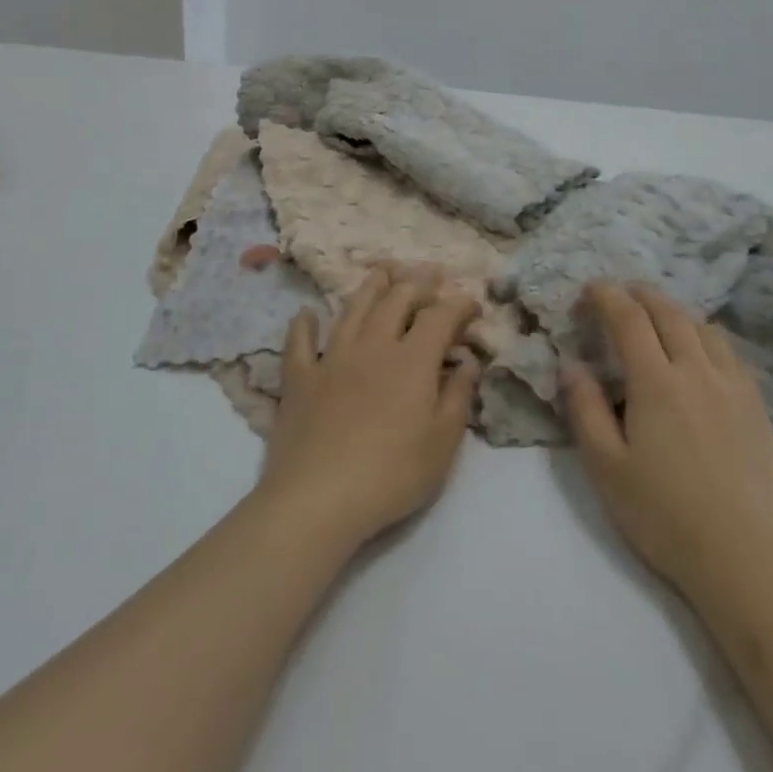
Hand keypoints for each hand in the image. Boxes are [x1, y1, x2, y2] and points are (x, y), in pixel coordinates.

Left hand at [256, 265, 482, 552]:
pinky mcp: (299, 378)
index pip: (441, 316)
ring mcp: (332, 357)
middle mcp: (373, 345)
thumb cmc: (391, 475)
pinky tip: (306, 314)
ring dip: (371, 287)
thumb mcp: (443, 443)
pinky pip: (300, 342)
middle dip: (419, 283)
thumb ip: (459, 395)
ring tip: (383, 272)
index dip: (460, 304)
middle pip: (397, 299)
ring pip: (353, 308)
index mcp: (413, 359)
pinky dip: (304, 325)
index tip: (472, 305)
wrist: (318, 499)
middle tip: (431, 276)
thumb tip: (469, 360)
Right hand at [561, 280, 772, 599]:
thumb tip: (571, 364)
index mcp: (656, 381)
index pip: (628, 318)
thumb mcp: (606, 467)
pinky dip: (705, 335)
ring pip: (702, 327)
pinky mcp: (756, 405)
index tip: (589, 290)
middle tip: (619, 293)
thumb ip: (585, 409)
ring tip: (657, 317)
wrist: (744, 558)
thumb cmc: (664, 515)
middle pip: (668, 312)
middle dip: (639, 294)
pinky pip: (729, 351)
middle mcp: (696, 370)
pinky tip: (700, 351)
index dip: (606, 296)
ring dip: (674, 311)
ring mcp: (732, 385)